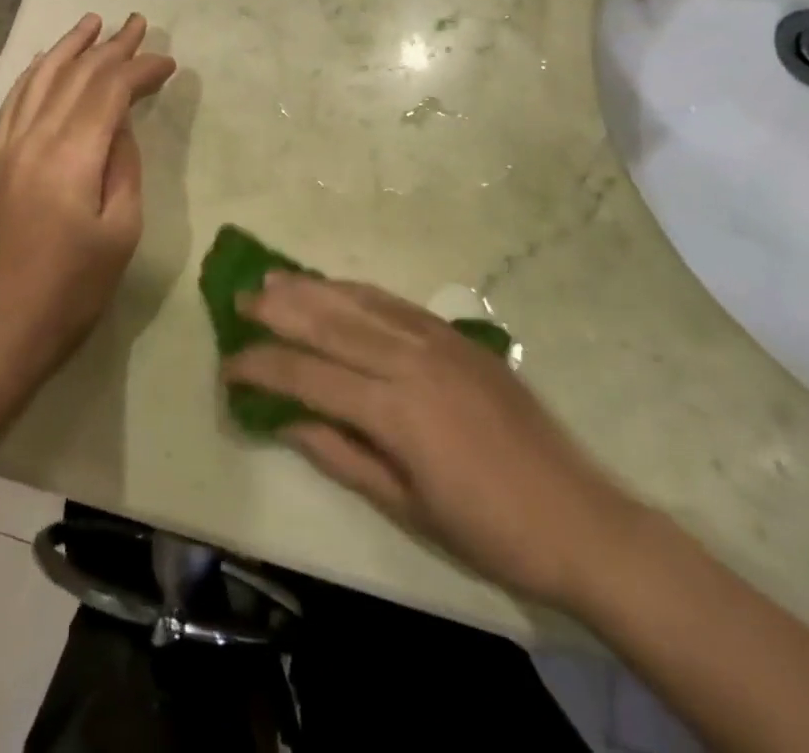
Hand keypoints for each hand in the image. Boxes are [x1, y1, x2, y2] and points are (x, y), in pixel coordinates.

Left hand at [0, 13, 175, 384]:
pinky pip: (13, 102)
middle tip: (138, 24)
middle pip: (76, 76)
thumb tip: (121, 125)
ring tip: (93, 23)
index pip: (109, 91)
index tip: (168, 63)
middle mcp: (34, 138)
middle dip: (111, 48)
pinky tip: (45, 61)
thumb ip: (124, 167)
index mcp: (71, 156)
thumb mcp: (121, 232)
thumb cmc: (73, 288)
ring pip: (40, 80)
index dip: (140, 70)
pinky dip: (33, 74)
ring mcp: (7, 147)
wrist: (2, 325)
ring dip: (69, 48)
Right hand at [225, 275, 642, 611]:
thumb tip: (285, 420)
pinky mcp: (457, 336)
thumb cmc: (488, 530)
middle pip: (329, 323)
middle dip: (277, 309)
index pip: (309, 375)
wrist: (580, 519)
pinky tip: (335, 287)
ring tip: (272, 278)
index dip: (262, 367)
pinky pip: (394, 302)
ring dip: (311, 288)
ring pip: (359, 302)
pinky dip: (356, 290)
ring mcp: (437, 341)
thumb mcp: (406, 507)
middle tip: (238, 299)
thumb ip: (340, 455)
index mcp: (395, 411)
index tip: (228, 364)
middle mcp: (410, 361)